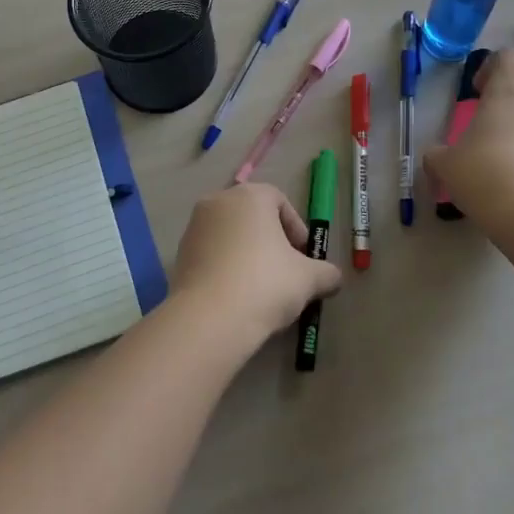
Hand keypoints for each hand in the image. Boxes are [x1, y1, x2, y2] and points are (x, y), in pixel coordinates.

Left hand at [171, 183, 342, 345]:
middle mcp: (218, 201)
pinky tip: (237, 295)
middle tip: (286, 271)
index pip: (279, 200)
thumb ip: (326, 273)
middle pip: (252, 215)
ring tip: (261, 287)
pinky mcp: (180, 254)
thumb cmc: (266, 284)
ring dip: (247, 253)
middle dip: (271, 240)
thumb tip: (333, 278)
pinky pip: (212, 253)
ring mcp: (194, 226)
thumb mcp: (308, 279)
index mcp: (249, 196)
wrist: (210, 318)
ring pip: (230, 234)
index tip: (303, 257)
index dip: (296, 227)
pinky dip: (226, 267)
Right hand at [423, 48, 513, 229]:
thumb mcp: (445, 165)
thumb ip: (438, 154)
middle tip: (489, 144)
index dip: (494, 67)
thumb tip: (436, 156)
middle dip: (510, 115)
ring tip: (510, 174)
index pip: (510, 57)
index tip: (480, 91)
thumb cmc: (484, 174)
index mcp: (508, 95)